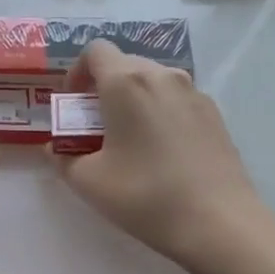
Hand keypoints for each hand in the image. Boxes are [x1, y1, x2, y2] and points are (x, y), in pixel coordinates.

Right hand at [55, 39, 265, 270]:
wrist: (218, 222)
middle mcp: (162, 76)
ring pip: (153, 82)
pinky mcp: (214, 114)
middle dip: (103, 89)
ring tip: (128, 141)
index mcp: (126, 82)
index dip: (76, 73)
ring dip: (132, 101)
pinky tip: (160, 153)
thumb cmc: (145, 196)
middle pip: (125, 64)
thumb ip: (63, 158)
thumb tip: (56, 148)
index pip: (95, 51)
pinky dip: (159, 113)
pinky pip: (176, 100)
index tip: (73, 106)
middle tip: (94, 128)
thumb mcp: (88, 182)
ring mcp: (194, 93)